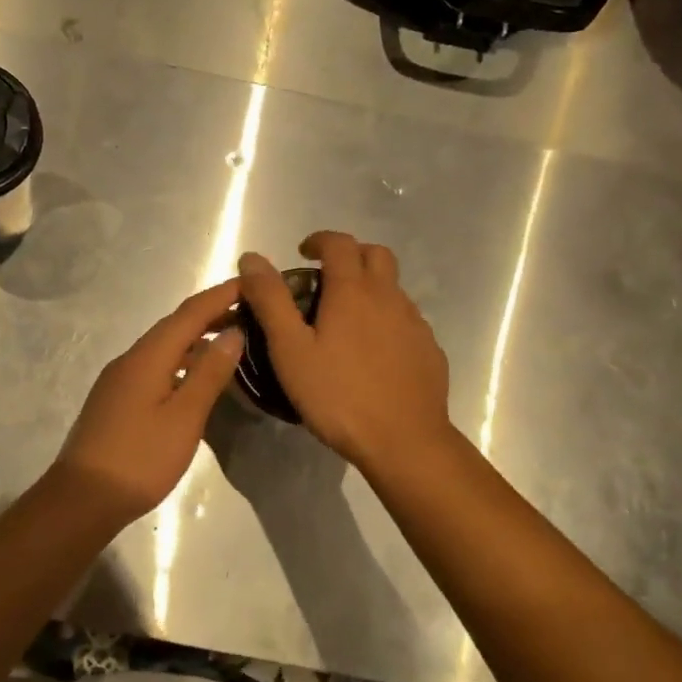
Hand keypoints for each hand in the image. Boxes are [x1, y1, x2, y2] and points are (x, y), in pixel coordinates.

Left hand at [52, 280, 246, 521]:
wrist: (82, 498)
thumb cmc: (140, 458)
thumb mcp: (184, 417)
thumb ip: (209, 373)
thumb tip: (233, 333)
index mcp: (147, 357)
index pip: (189, 314)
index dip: (220, 296)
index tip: (251, 284)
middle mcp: (130, 359)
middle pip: (174, 326)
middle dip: (210, 314)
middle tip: (248, 311)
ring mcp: (119, 380)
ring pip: (163, 348)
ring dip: (195, 339)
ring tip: (230, 342)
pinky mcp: (116, 400)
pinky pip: (154, 367)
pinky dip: (180, 362)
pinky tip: (195, 378)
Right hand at [238, 233, 452, 474]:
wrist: (404, 441)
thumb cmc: (338, 395)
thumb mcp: (290, 350)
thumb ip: (271, 301)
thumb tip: (252, 258)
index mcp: (353, 291)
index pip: (339, 243)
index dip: (319, 240)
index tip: (303, 253)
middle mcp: (389, 297)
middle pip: (376, 254)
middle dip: (350, 255)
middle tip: (326, 278)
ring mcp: (415, 324)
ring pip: (393, 288)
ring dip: (370, 287)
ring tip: (345, 319)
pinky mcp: (429, 350)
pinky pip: (406, 320)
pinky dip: (387, 319)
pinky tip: (373, 352)